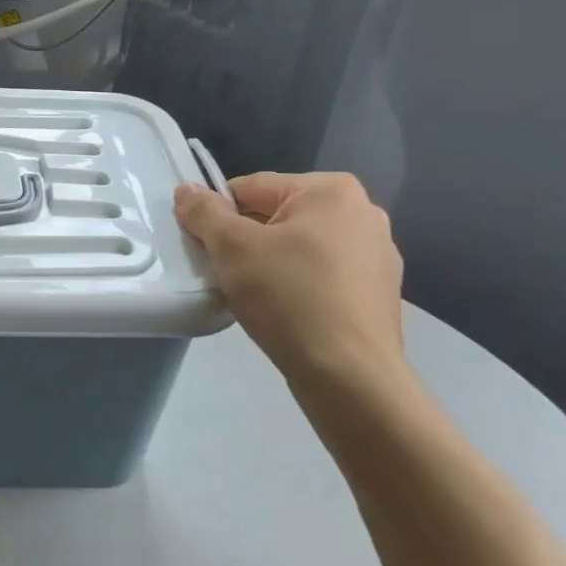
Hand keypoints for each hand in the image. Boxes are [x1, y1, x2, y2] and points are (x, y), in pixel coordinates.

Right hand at [175, 172, 404, 389]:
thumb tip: (187, 191)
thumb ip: (204, 211)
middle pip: (276, 215)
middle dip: (246, 240)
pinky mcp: (378, 293)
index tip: (205, 248)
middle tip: (227, 273)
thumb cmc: (289, 297)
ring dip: (269, 262)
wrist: (349, 377)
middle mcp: (362, 213)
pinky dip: (297, 285)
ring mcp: (377, 255)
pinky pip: (321, 274)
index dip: (218, 215)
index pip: (250, 188)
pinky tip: (284, 311)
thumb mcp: (231, 247)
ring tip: (254, 295)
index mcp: (331, 191)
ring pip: (298, 246)